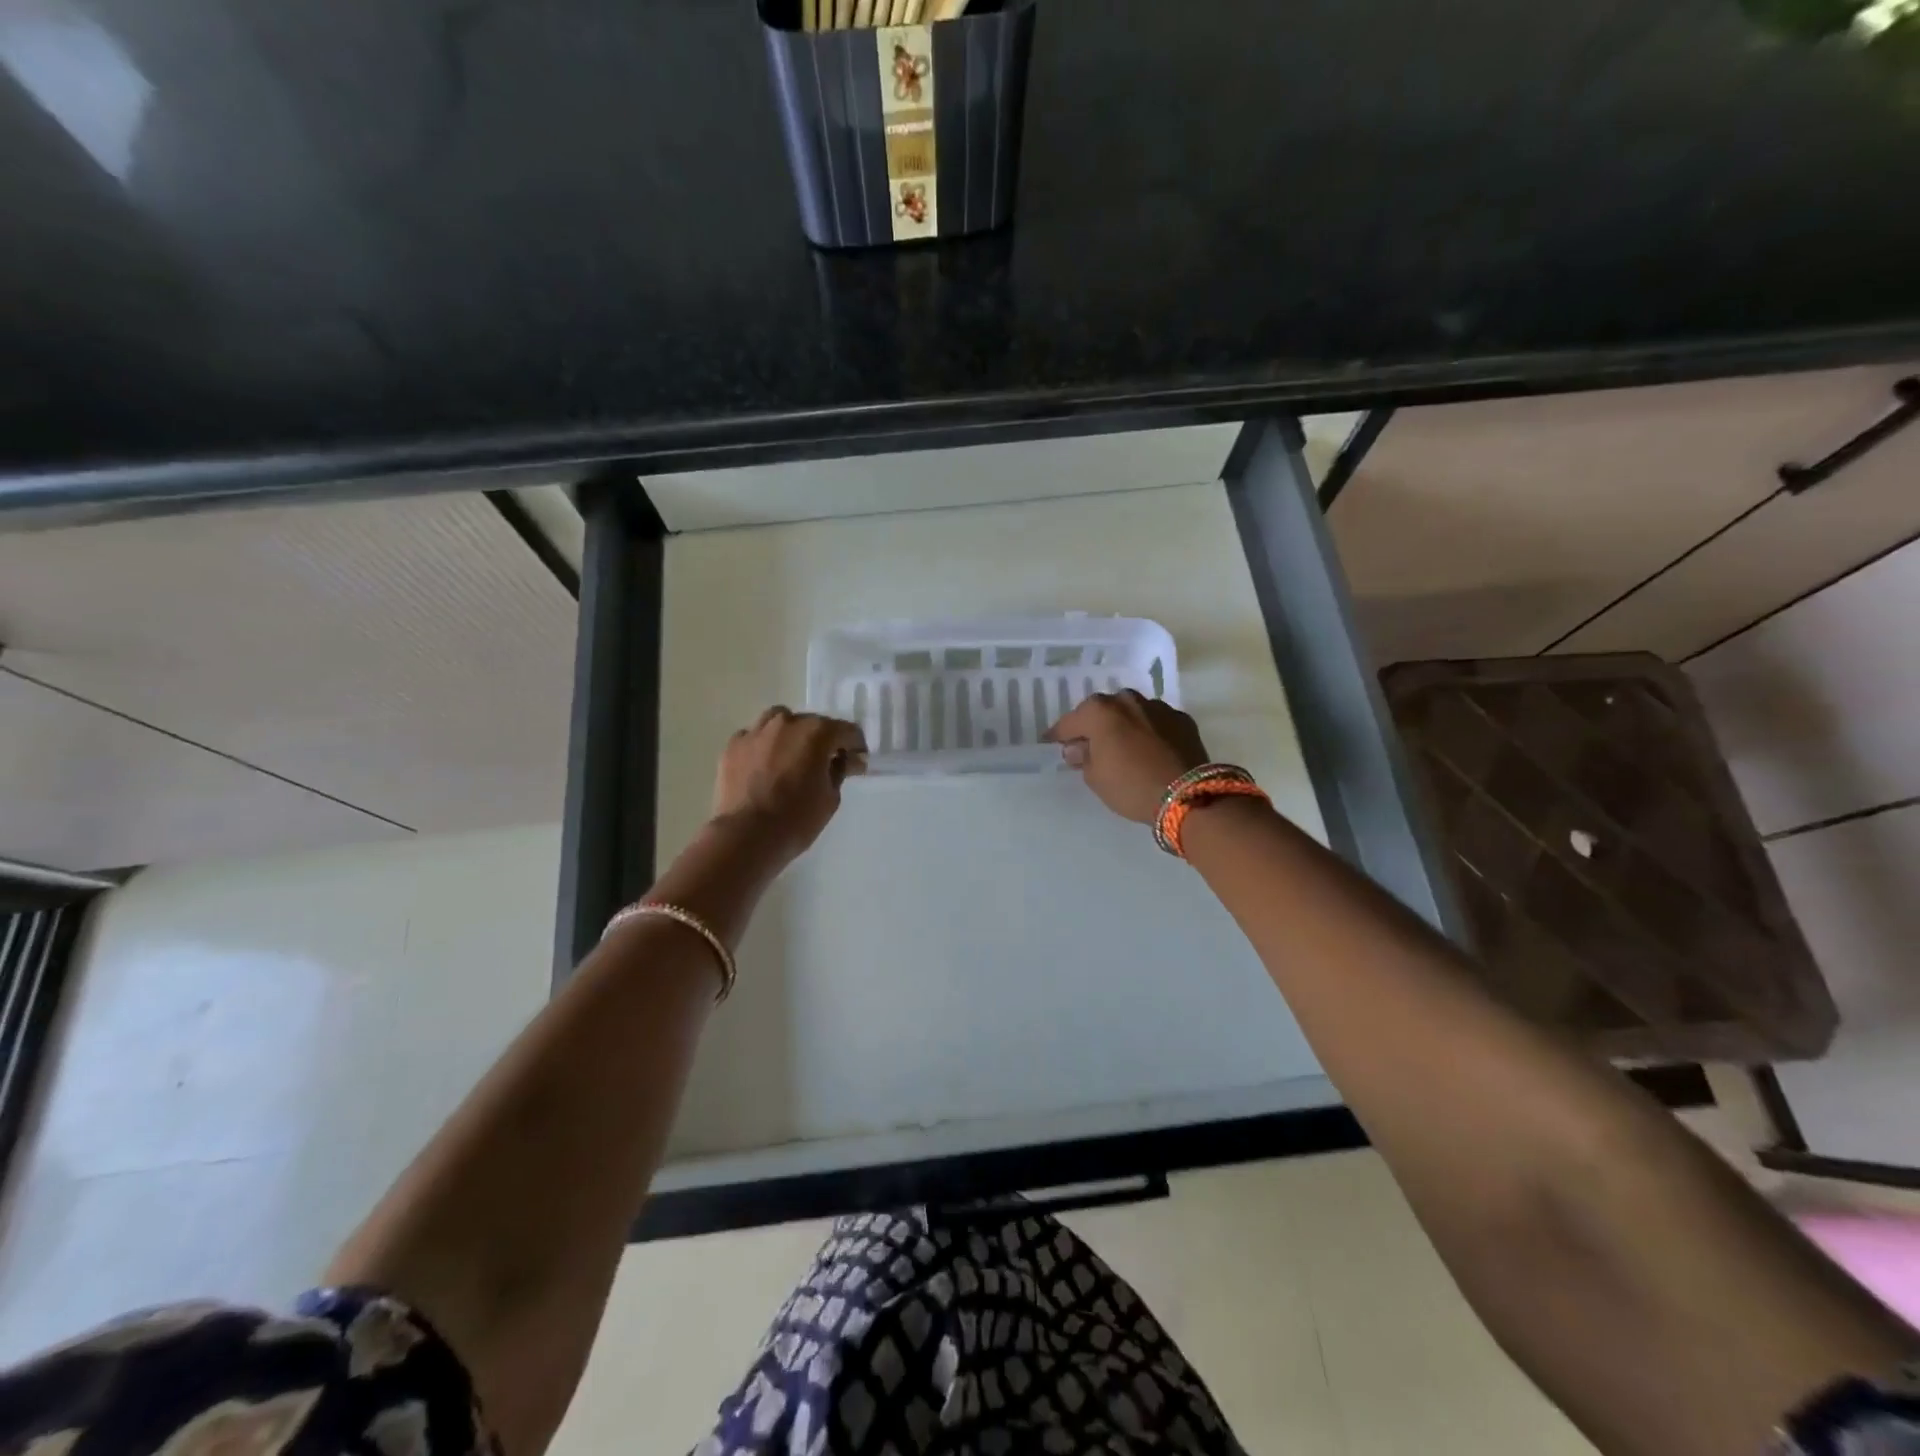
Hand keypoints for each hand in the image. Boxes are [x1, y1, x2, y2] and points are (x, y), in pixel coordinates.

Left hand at [713, 707, 867, 858]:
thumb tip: (845, 760)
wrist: (746, 836)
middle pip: (813, 724)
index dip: (856, 747)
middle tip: (824, 765)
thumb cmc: (797, 819)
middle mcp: (787, 722)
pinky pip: (755, 737)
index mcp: (817, 732)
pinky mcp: (733, 745)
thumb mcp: (831, 798)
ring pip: (779, 721)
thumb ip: (839, 771)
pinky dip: (764, 746)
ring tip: (792, 758)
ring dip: (791, 735)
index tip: (856, 764)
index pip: (847, 731)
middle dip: (823, 741)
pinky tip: (764, 766)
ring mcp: (756, 731)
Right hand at [1045, 690, 1209, 823]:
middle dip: (1093, 725)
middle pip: (1102, 710)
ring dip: (1123, 724)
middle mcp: (1127, 700)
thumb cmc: (1131, 786)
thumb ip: (1083, 758)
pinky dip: (1148, 731)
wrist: (1188, 795)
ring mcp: (1157, 707)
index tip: (1051, 742)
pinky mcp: (1182, 719)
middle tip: (1088, 744)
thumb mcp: (1095, 778)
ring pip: (1132, 712)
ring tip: (1121, 744)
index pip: (1070, 721)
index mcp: (1100, 712)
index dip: (1059, 734)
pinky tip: (1149, 748)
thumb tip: (1078, 748)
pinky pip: (1156, 722)